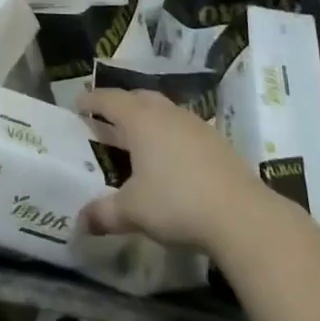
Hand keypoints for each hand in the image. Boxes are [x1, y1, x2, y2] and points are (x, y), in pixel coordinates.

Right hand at [75, 87, 272, 249]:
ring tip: (138, 136)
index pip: (109, 99)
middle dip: (120, 104)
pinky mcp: (217, 141)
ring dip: (147, 117)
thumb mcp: (133, 212)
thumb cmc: (177, 203)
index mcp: (140, 120)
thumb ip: (104, 213)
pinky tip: (171, 156)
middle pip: (138, 98)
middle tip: (106, 117)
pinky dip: (170, 133)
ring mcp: (195, 124)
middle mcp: (166, 113)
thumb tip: (79, 223)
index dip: (91, 101)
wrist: (242, 215)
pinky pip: (183, 127)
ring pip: (164, 110)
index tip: (77, 104)